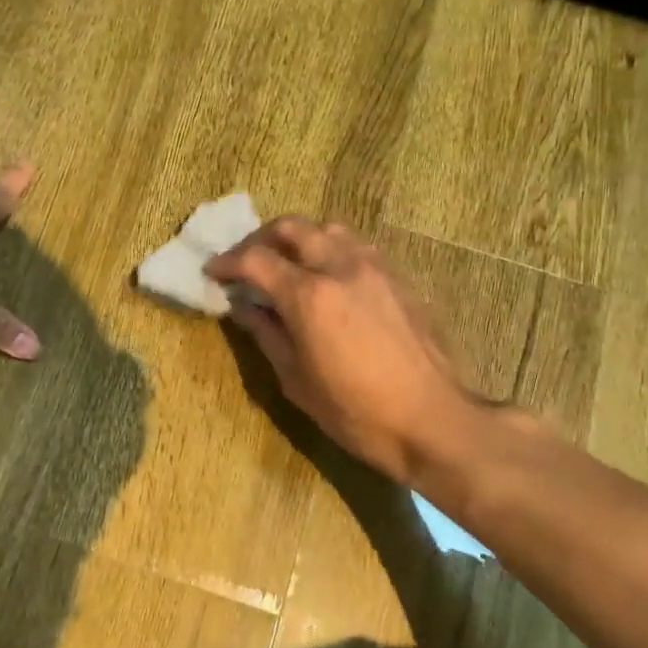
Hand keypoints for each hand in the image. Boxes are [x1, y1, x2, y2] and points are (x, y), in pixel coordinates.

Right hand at [206, 218, 474, 486]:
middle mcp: (341, 267)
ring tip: (288, 265)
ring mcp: (375, 268)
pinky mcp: (399, 277)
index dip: (227, 263)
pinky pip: (358, 246)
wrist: (433, 421)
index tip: (213, 273)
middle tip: (247, 263)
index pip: (256, 260)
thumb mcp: (297, 381)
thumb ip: (267, 334)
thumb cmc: (357, 413)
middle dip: (261, 239)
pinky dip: (332, 250)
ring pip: (329, 229)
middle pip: (293, 227)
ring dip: (300, 239)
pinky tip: (328, 278)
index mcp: (310, 296)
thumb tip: (243, 307)